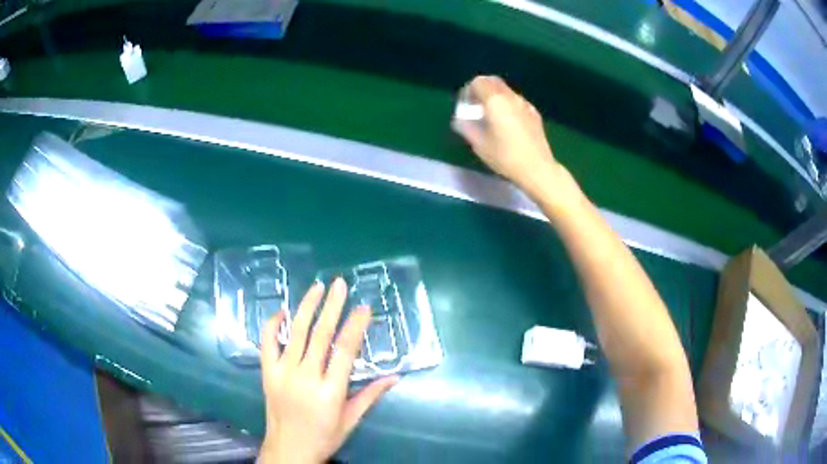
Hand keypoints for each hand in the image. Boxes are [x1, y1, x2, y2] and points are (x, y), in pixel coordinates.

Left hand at [258, 278, 398, 463]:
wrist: (288, 450)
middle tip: (340, 284)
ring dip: (306, 307)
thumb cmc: (324, 437)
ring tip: (317, 287)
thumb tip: (395, 376)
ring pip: (295, 333)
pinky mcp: (267, 373)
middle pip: (320, 335)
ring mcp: (282, 373)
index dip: (355, 326)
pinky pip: (267, 343)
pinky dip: (273, 324)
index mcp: (330, 391)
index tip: (363, 307)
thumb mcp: (351, 420)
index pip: (345, 351)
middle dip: (332, 306)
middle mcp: (305, 377)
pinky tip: (283, 311)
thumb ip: (371, 395)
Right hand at [453, 75, 563, 196]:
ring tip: (491, 117)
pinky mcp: (535, 114)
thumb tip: (461, 120)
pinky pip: (517, 102)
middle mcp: (511, 97)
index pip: (478, 82)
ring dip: (496, 97)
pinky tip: (508, 124)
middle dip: (482, 90)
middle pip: (493, 82)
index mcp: (495, 100)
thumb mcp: (479, 144)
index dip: (468, 91)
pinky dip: (508, 105)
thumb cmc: (505, 156)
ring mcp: (525, 104)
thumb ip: (466, 127)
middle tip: (476, 107)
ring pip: (506, 91)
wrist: (537, 168)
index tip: (466, 105)